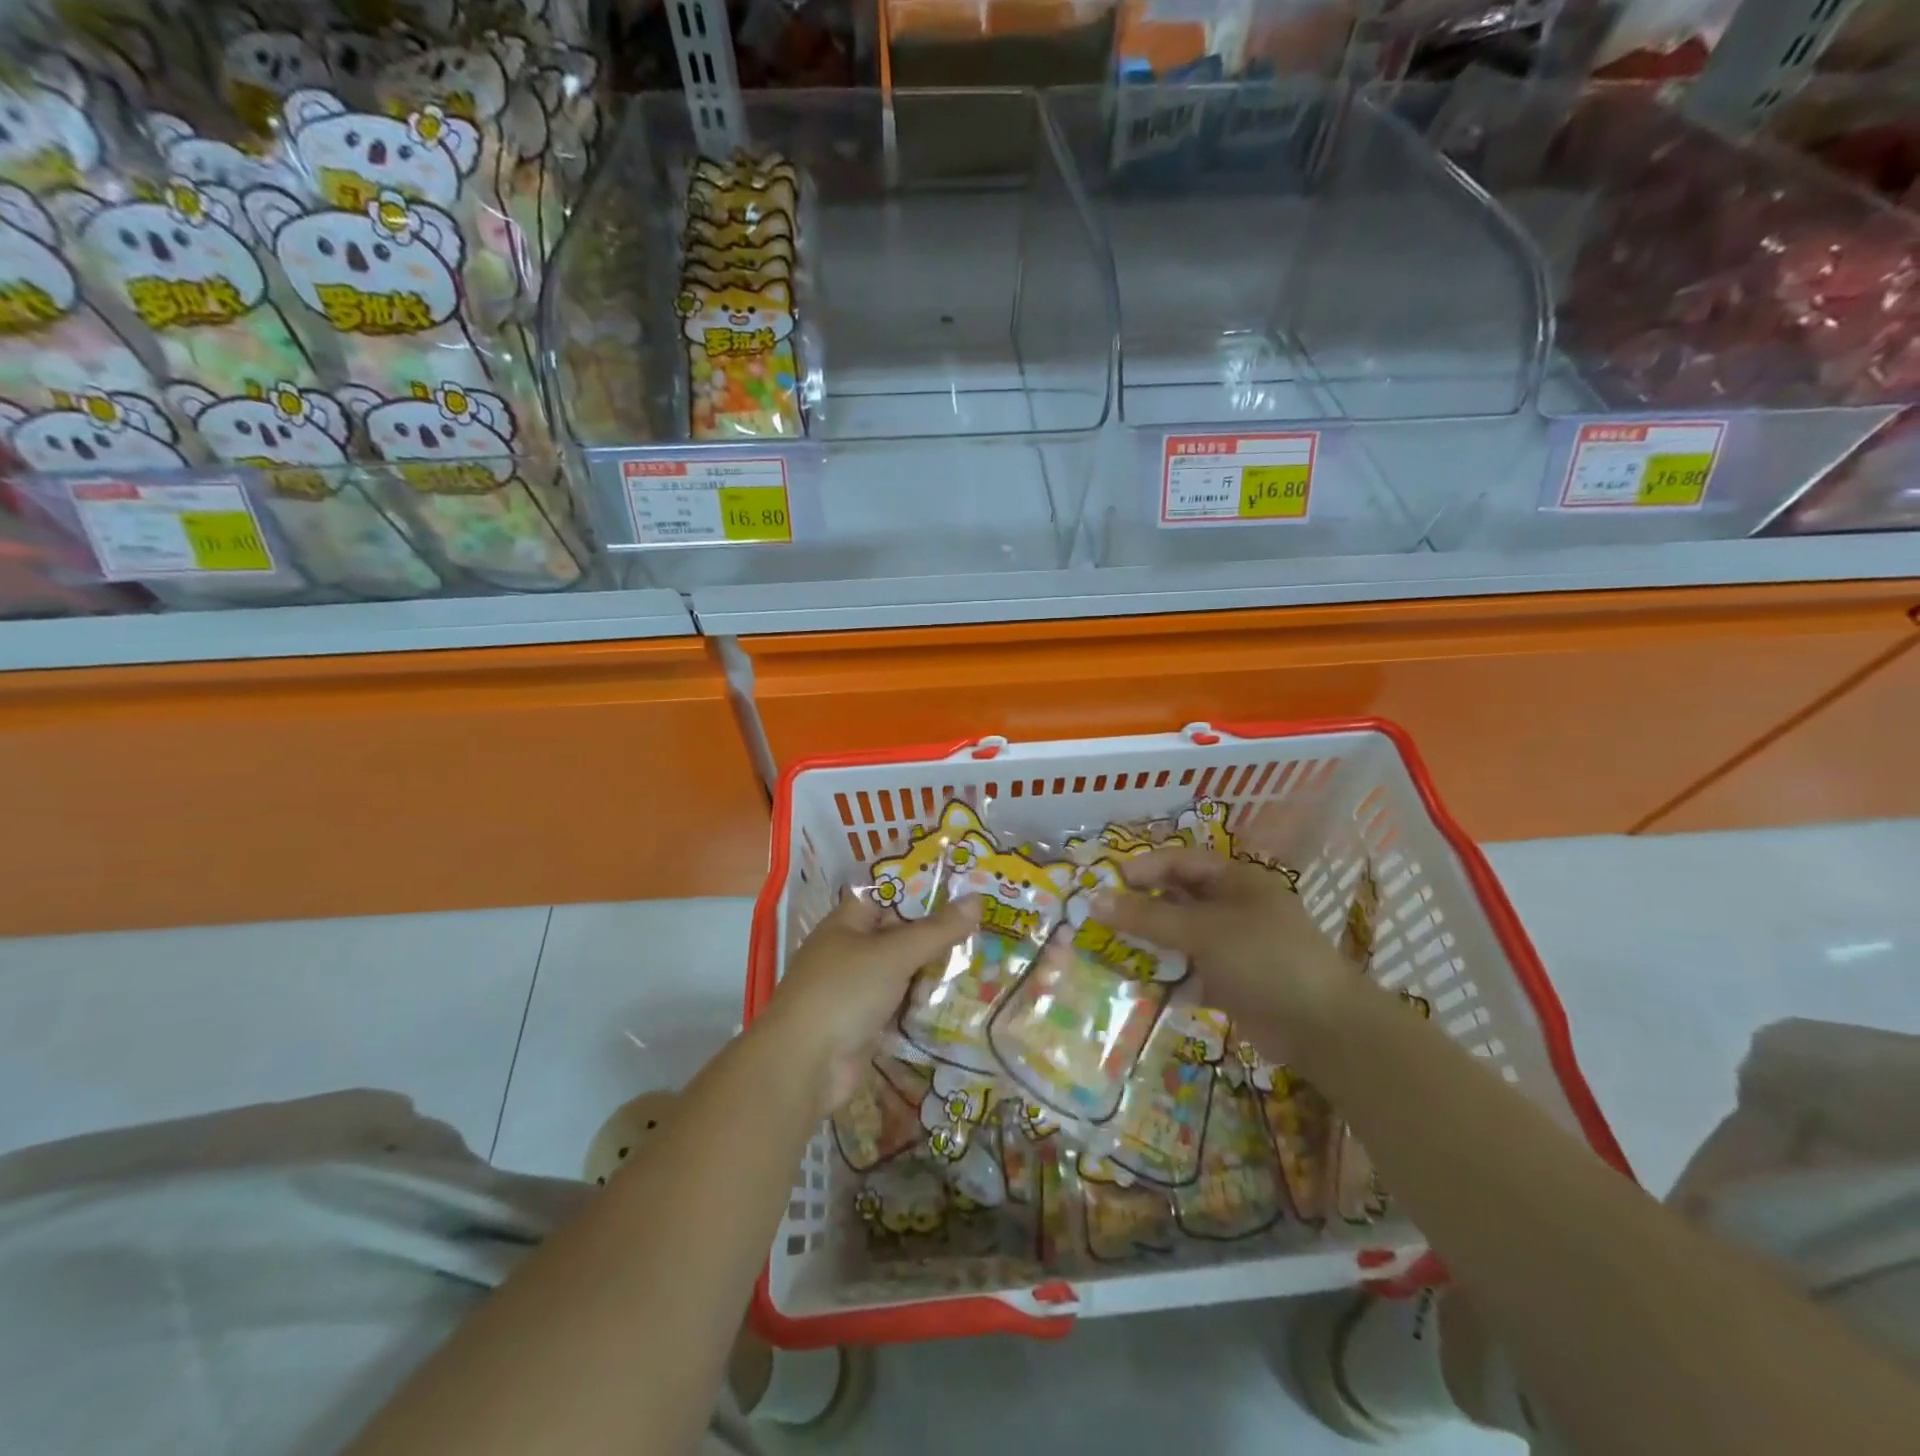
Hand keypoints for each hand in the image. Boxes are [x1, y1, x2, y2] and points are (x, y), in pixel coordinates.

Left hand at [757, 890, 980, 1113]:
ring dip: (932, 972)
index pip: (889, 895)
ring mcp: (857, 988)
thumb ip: (937, 930)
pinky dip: (922, 1004)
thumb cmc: (844, 992)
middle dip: (935, 935)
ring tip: (979, 963)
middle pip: (900, 934)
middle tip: (982, 929)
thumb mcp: (894, 954)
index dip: (922, 891)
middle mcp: (851, 950)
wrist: (804, 1065)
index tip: (964, 890)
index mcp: (848, 922)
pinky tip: (956, 1000)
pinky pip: (901, 1004)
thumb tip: (977, 899)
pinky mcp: (865, 1022)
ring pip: (903, 971)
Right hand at [1093, 848, 1363, 1051]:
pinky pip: (1189, 970)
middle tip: (1100, 920)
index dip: (1142, 869)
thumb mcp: (1203, 931)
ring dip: (1149, 944)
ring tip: (1110, 953)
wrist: (1322, 1027)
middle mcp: (1233, 907)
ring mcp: (1233, 946)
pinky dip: (1166, 976)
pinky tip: (1139, 986)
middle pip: (1176, 899)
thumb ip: (1147, 917)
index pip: (1179, 862)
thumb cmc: (1264, 959)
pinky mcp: (1231, 982)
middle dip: (1139, 908)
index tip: (1105, 884)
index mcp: (1235, 880)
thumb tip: (1094, 900)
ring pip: (1179, 936)